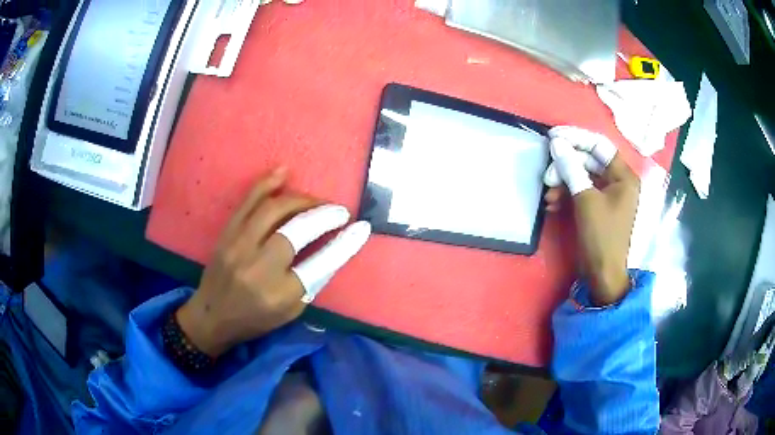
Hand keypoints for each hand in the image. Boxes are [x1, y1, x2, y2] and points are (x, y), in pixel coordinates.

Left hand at [176, 168, 370, 356]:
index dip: (345, 243)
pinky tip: (284, 172)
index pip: (320, 263)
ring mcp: (238, 246)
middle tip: (339, 211)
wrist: (212, 316)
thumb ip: (311, 281)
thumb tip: (332, 248)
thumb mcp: (290, 311)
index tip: (361, 228)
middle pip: (297, 230)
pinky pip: (248, 201)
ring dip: (302, 199)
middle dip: (324, 215)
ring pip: (274, 209)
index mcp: (279, 294)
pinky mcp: (226, 233)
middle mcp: (258, 267)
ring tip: (317, 202)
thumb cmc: (255, 319)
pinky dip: (267, 183)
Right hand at [543, 126, 639, 305]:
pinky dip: (566, 195)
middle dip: (566, 166)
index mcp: (624, 176)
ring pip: (582, 175)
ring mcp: (608, 194)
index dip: (576, 138)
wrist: (602, 274)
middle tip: (547, 175)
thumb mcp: (586, 200)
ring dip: (563, 182)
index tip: (553, 137)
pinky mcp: (598, 206)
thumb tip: (556, 143)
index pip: (599, 145)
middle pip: (589, 160)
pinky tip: (553, 205)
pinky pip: (581, 191)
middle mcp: (618, 181)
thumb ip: (571, 169)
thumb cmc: (601, 236)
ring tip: (548, 195)